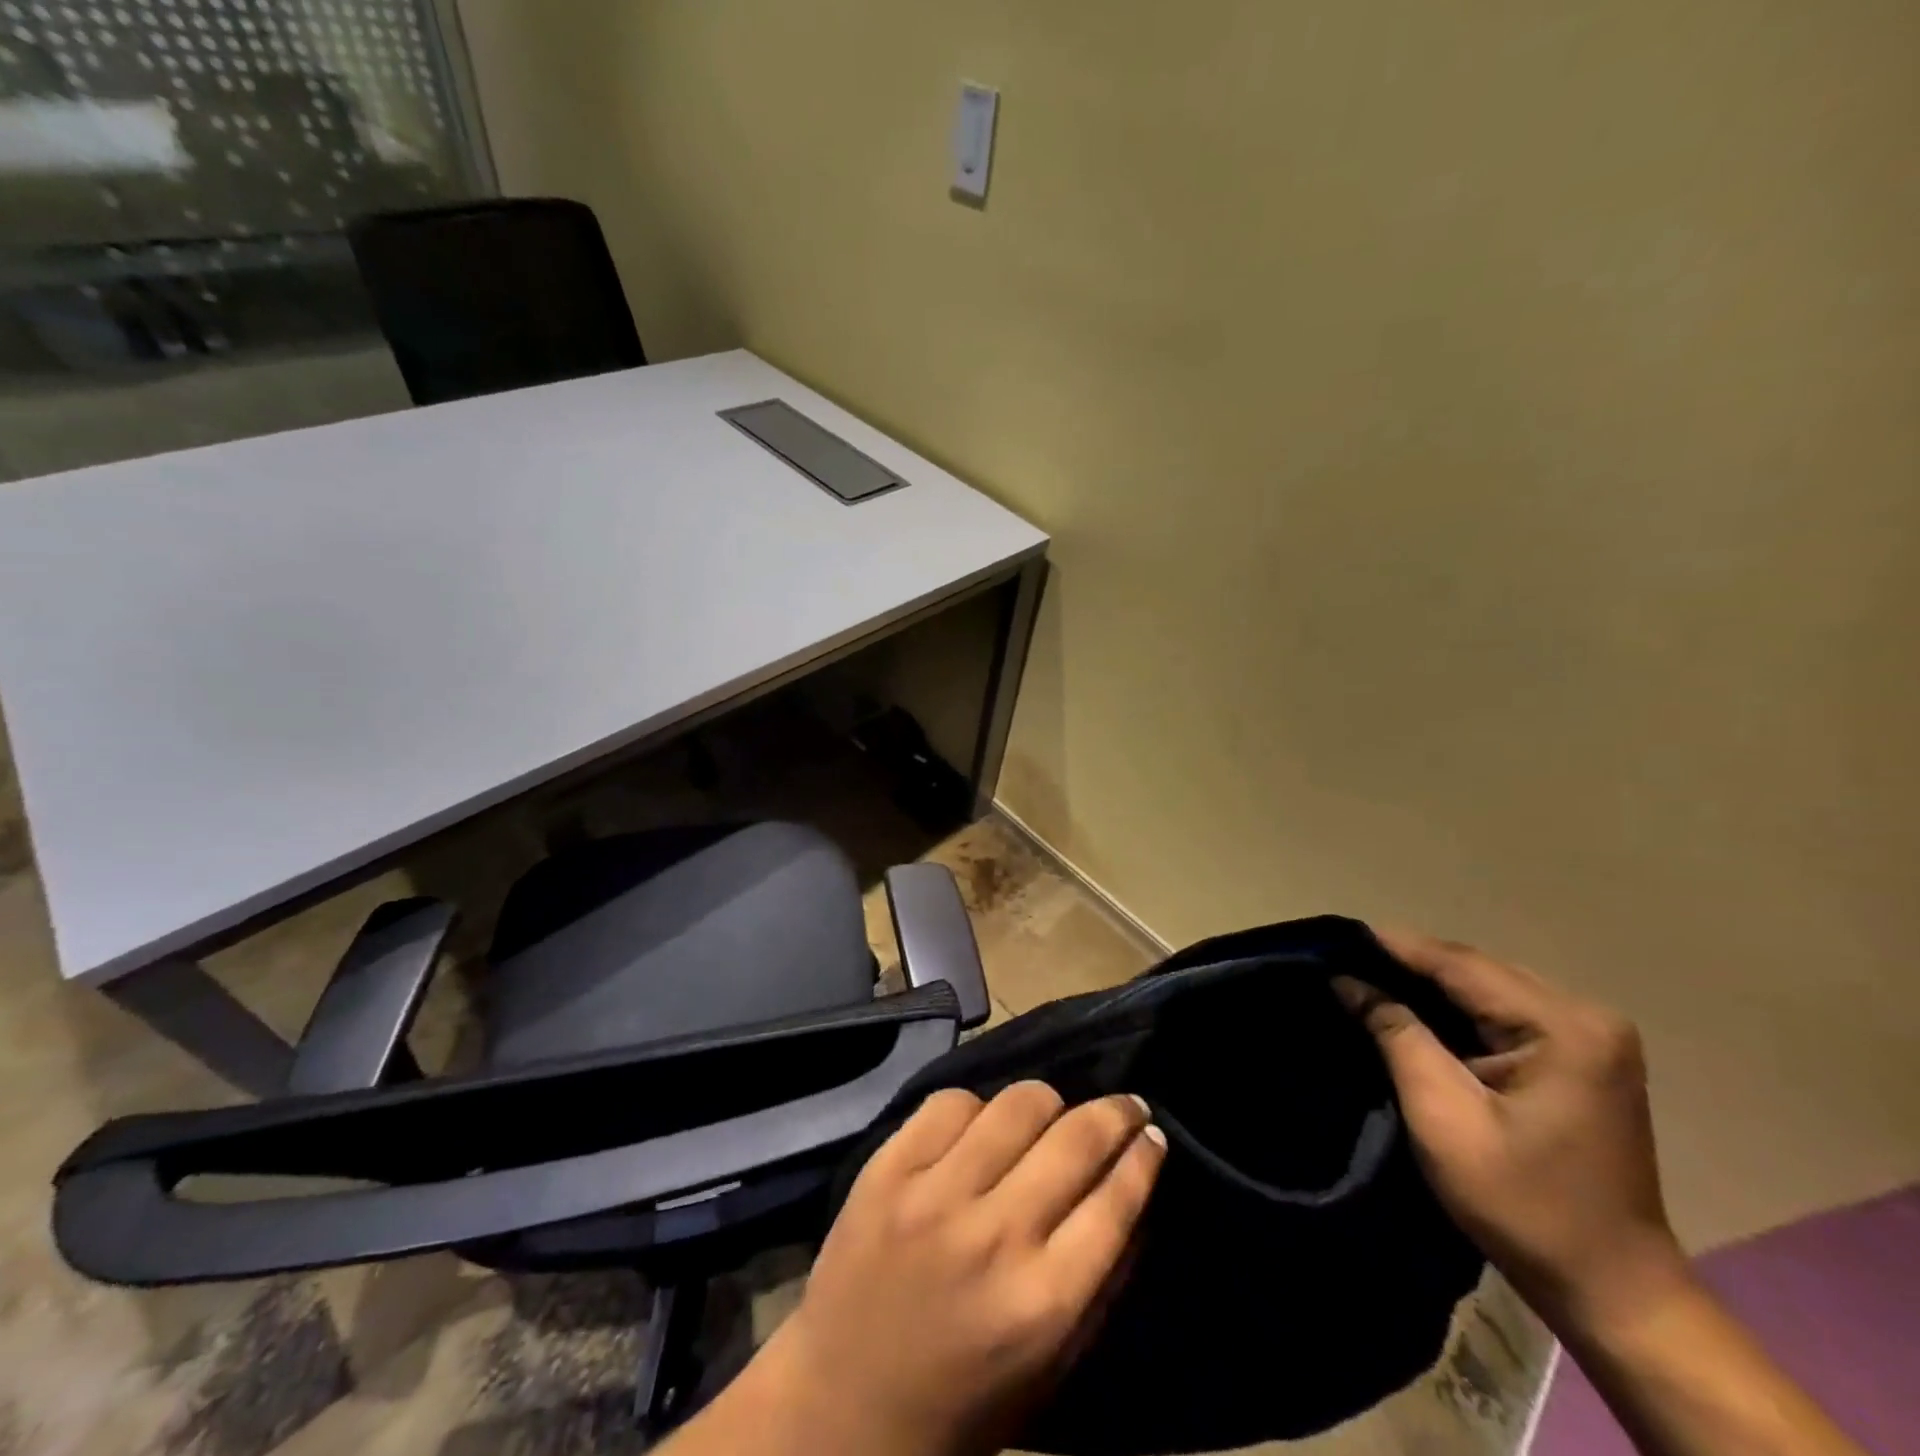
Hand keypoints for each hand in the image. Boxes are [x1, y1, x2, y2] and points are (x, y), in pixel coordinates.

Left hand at [690, 1083, 1164, 1455]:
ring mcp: (934, 1194)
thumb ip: (1100, 1283)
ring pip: (1016, 1103)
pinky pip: (950, 1102)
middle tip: (1125, 1103)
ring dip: (1047, 1102)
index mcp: (1043, 1301)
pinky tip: (981, 1126)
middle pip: (1074, 1138)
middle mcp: (994, 1236)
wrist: (840, 1407)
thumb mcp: (1050, 1367)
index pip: (1115, 1200)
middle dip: (1114, 1112)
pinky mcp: (887, 1168)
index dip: (1144, 1156)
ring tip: (1051, 1112)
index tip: (1154, 1134)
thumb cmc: (960, 1402)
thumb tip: (1134, 1193)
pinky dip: (977, 1108)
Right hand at [1333, 931, 1687, 1335]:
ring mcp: (1590, 1037)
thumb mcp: (1443, 1116)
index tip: (1332, 937)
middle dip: (1407, 963)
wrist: (1614, 1291)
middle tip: (1342, 959)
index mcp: (1563, 1027)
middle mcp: (1585, 1016)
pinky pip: (1504, 1011)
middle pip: (1476, 970)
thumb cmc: (1524, 1205)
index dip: (1391, 947)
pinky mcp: (1583, 1057)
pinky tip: (1414, 1008)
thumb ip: (1396, 1035)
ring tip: (1366, 977)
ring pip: (1487, 987)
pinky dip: (1456, 1008)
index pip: (1458, 965)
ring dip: (1429, 984)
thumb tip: (1347, 980)